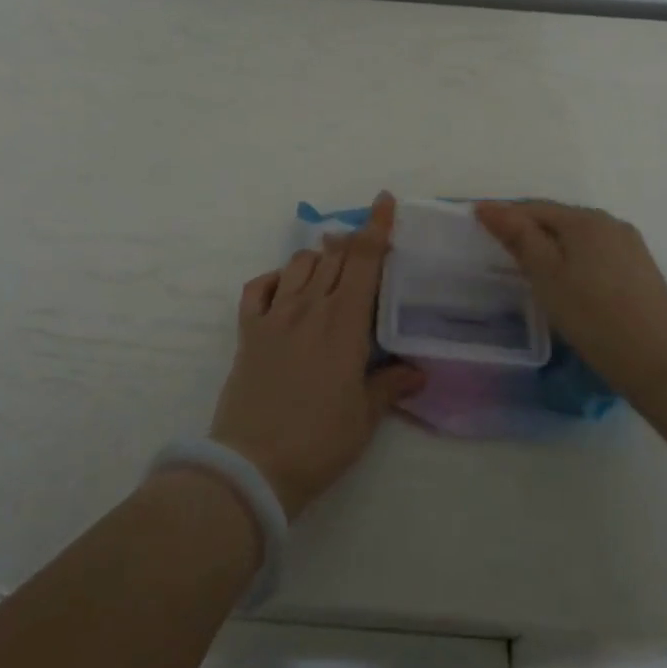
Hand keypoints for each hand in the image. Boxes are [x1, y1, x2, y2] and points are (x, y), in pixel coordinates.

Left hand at [208, 192, 425, 518]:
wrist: (254, 466)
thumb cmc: (320, 442)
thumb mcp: (365, 417)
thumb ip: (391, 385)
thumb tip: (418, 370)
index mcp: (345, 323)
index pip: (365, 260)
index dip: (376, 226)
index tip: (384, 201)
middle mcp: (310, 307)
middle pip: (335, 256)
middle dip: (352, 242)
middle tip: (365, 245)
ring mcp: (275, 316)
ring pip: (299, 264)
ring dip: (318, 258)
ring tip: (329, 268)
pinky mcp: (248, 331)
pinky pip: (258, 288)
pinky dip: (274, 278)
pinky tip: (283, 288)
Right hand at [473, 201, 666, 399]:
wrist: (662, 364)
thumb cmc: (594, 318)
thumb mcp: (546, 276)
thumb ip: (518, 237)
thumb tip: (489, 206)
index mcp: (585, 220)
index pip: (534, 208)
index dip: (504, 216)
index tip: (478, 228)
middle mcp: (610, 223)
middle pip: (558, 219)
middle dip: (528, 230)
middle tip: (501, 253)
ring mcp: (631, 246)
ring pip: (579, 238)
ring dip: (553, 246)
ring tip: (532, 271)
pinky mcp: (642, 270)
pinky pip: (597, 254)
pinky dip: (575, 260)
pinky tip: (569, 284)